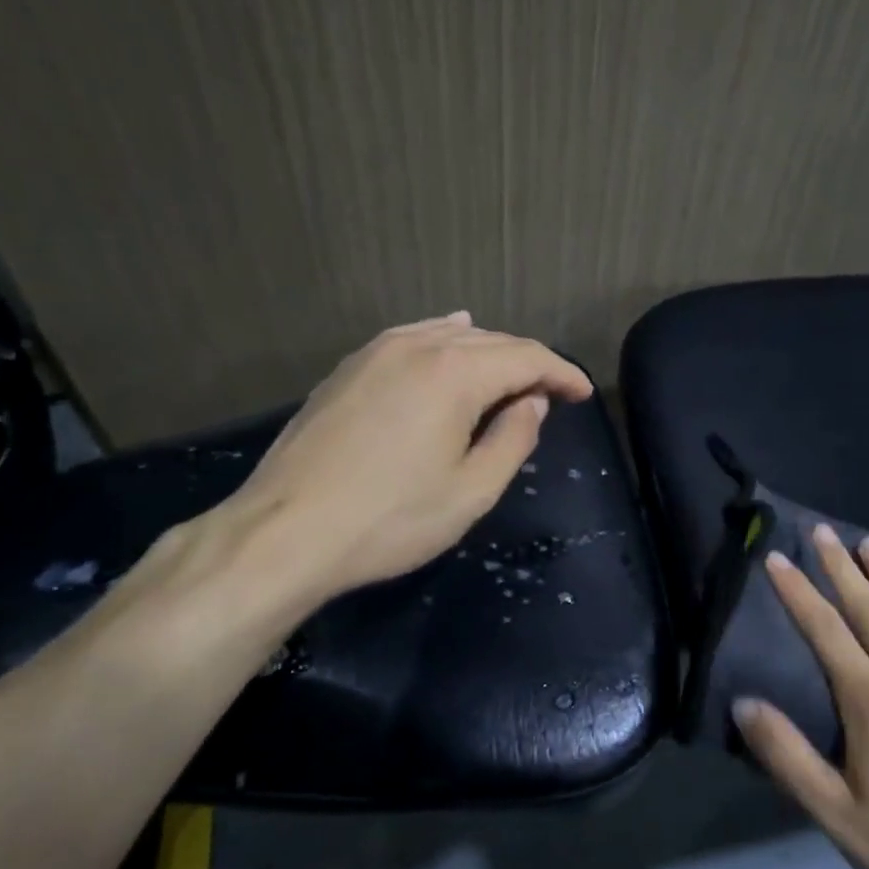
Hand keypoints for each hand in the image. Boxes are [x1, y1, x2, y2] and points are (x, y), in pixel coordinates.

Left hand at [220, 312, 592, 604]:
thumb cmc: (390, 520)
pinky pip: (412, 339)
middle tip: (554, 393)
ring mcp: (376, 353)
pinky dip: (444, 340)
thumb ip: (513, 439)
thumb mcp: (471, 491)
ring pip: (450, 336)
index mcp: (454, 372)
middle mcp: (417, 346)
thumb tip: (532, 403)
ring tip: (512, 376)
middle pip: (491, 341)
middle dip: (530, 363)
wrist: (284, 533)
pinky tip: (451, 339)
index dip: (562, 374)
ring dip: (489, 353)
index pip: (527, 358)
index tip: (584, 394)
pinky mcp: (348, 369)